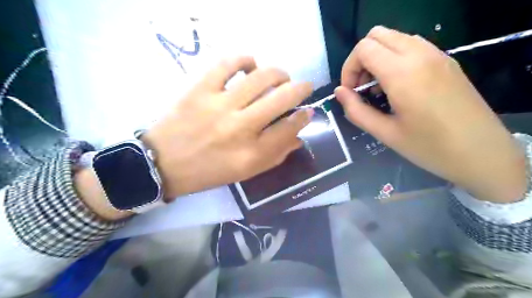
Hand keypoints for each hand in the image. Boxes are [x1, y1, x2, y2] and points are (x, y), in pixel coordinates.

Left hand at [143, 56, 311, 199]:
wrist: (163, 164)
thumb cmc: (208, 172)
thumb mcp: (245, 173)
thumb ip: (274, 155)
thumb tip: (297, 136)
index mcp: (252, 154)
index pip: (290, 128)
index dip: (304, 117)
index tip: (307, 111)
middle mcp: (240, 128)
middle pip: (282, 99)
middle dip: (301, 89)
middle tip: (303, 87)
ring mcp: (219, 106)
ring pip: (260, 77)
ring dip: (278, 73)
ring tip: (280, 76)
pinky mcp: (200, 90)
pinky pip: (227, 64)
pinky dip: (244, 60)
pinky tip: (250, 65)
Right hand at [334, 25, 524, 202]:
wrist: (482, 153)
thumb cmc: (429, 147)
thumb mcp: (385, 133)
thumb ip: (356, 110)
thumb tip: (339, 92)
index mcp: (403, 73)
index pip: (364, 49)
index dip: (349, 69)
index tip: (350, 93)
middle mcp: (420, 55)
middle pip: (377, 35)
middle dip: (361, 59)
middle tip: (362, 88)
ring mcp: (437, 55)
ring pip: (395, 38)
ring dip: (378, 57)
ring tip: (378, 88)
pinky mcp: (446, 61)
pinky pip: (412, 46)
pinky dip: (395, 58)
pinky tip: (398, 86)